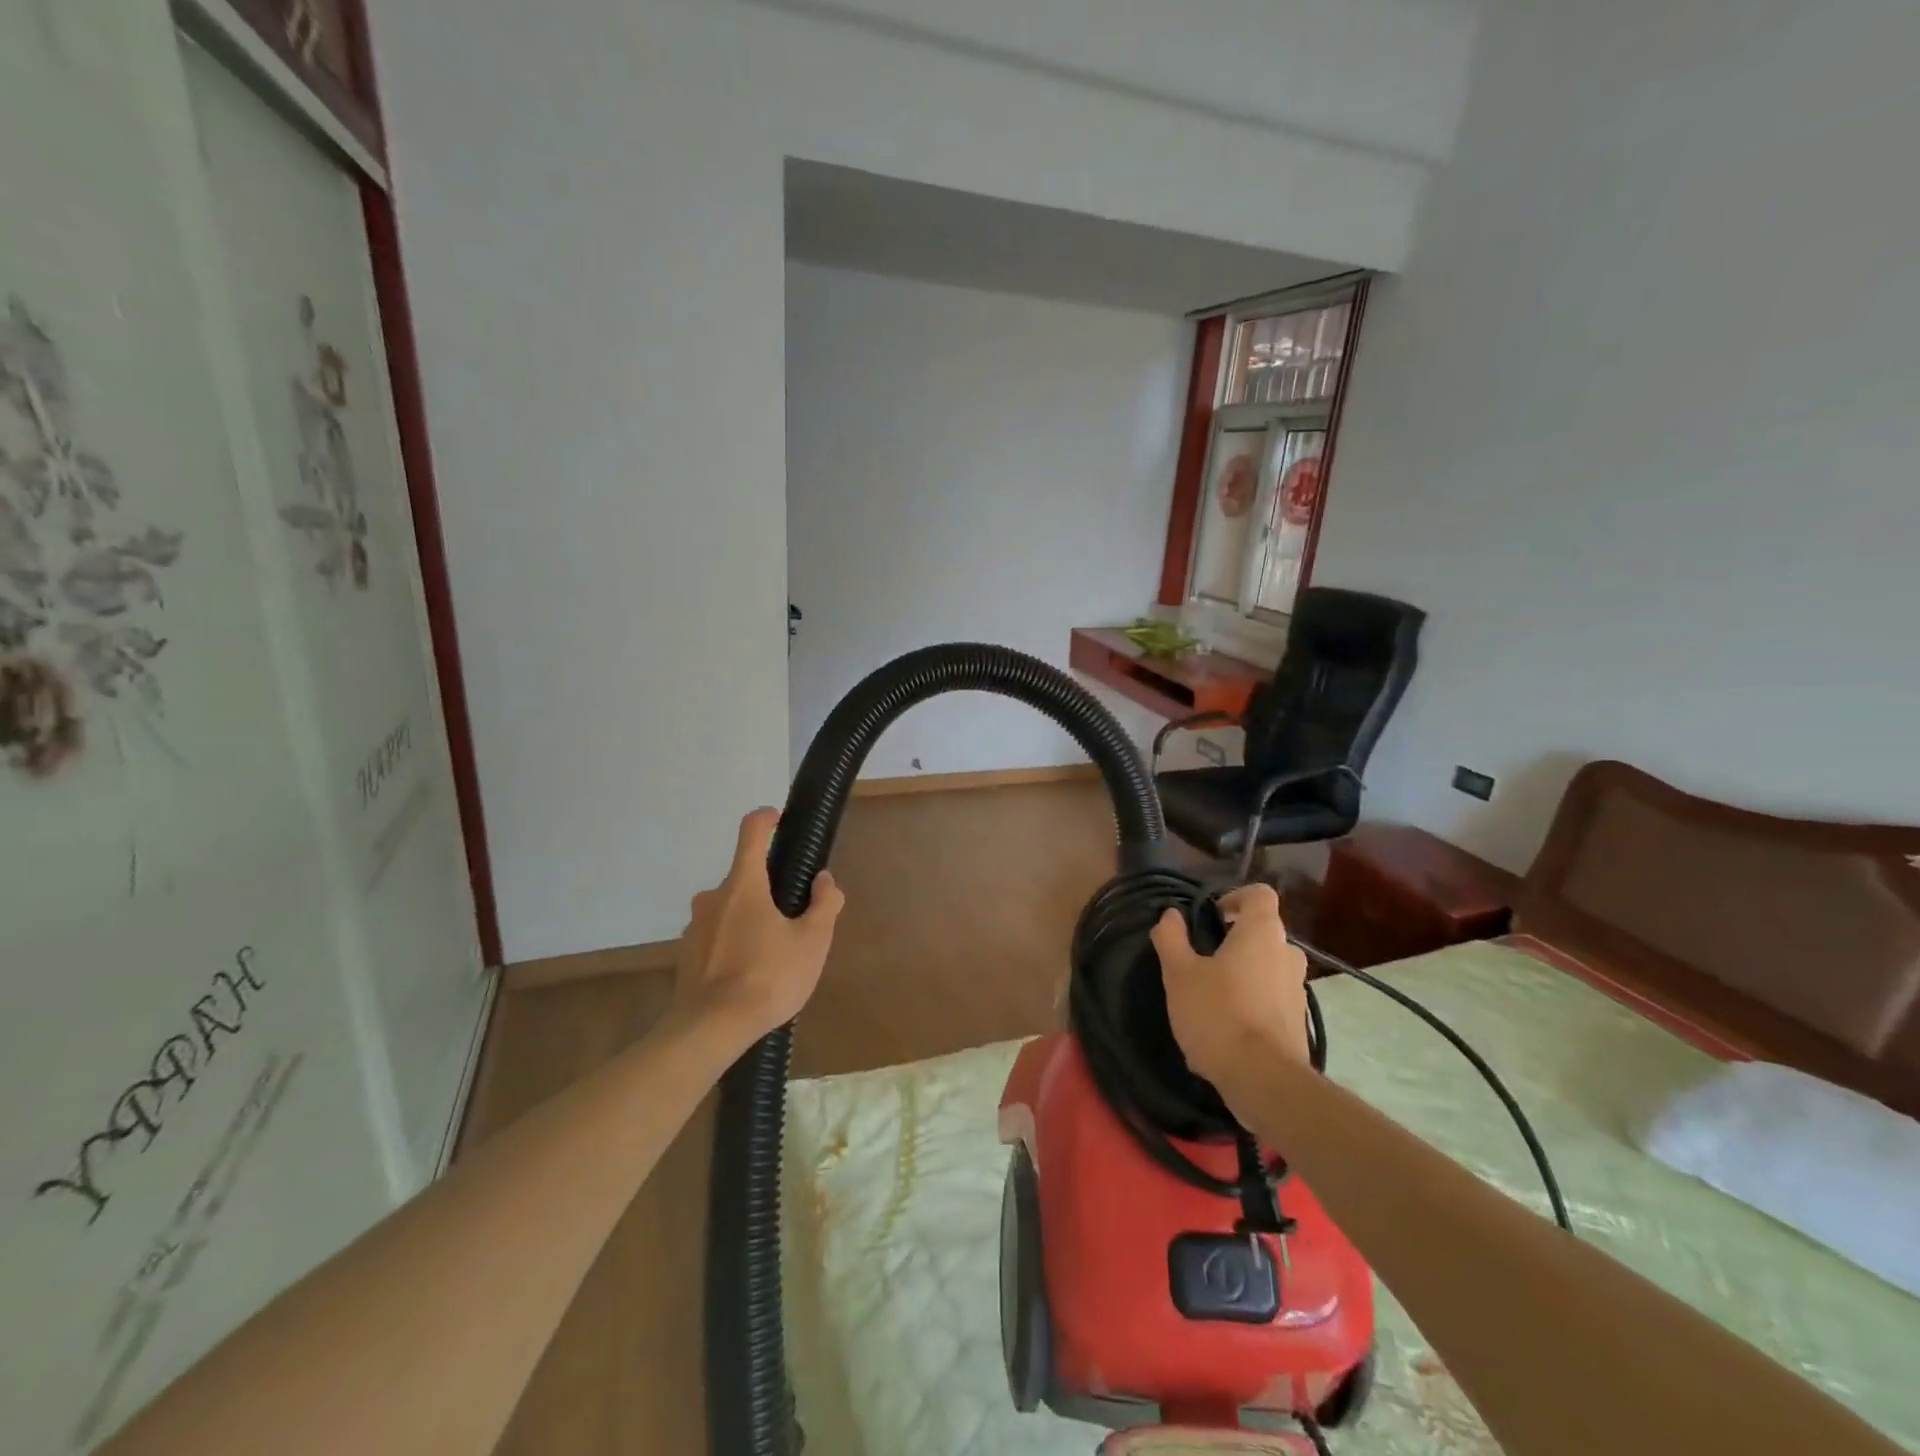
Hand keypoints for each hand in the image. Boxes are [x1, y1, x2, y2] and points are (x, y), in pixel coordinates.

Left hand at [672, 808, 844, 1047]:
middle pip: (744, 877)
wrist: (710, 1029)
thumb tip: (823, 880)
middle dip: (769, 889)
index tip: (780, 820)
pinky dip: (735, 942)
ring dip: (751, 918)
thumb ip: (824, 904)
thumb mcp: (812, 941)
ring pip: (730, 909)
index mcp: (743, 885)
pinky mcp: (687, 955)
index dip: (767, 819)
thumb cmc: (768, 977)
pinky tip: (751, 972)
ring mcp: (695, 927)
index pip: (752, 832)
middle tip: (794, 917)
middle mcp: (713, 897)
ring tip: (775, 952)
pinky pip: (717, 935)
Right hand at [1152, 883, 1310, 1104]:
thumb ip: (1171, 938)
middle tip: (1203, 959)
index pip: (1260, 894)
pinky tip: (1226, 1027)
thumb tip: (1170, 915)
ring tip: (1212, 995)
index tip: (1212, 916)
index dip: (1235, 898)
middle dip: (1235, 940)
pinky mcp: (1299, 1023)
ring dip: (1244, 973)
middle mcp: (1287, 955)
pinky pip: (1272, 998)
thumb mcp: (1179, 974)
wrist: (1264, 1080)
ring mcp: (1297, 990)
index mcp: (1262, 933)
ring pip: (1268, 967)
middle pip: (1263, 933)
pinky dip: (1253, 1002)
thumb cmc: (1218, 1014)